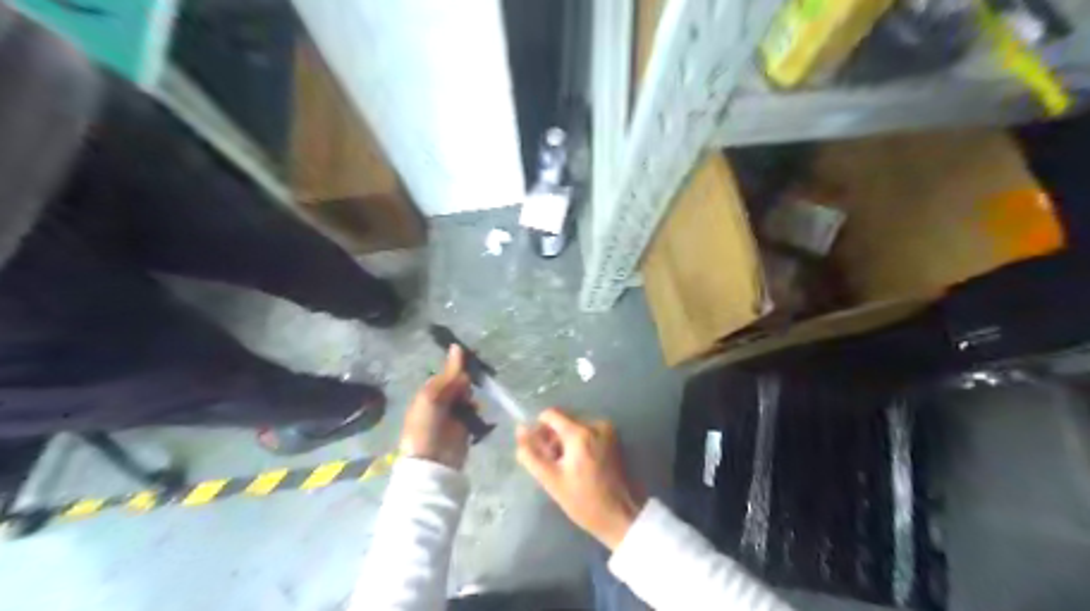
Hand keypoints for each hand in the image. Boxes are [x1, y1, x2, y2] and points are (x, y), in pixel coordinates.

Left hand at [396, 346, 473, 470]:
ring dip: (470, 397)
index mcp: (428, 392)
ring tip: (469, 404)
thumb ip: (449, 374)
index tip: (471, 362)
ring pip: (467, 396)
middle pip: (459, 383)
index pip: (447, 373)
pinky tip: (475, 412)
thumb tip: (457, 346)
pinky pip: (474, 411)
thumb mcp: (433, 396)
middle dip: (465, 383)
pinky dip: (476, 410)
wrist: (432, 462)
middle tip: (466, 387)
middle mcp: (440, 401)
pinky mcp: (465, 426)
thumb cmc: (426, 426)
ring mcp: (453, 414)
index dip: (457, 368)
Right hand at [517, 410, 639, 549]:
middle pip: (564, 420)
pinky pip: (589, 432)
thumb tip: (520, 431)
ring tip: (567, 468)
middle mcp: (596, 424)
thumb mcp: (551, 481)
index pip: (550, 414)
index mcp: (580, 433)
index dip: (539, 429)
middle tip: (552, 464)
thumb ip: (531, 454)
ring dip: (566, 441)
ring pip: (576, 426)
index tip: (539, 450)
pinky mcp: (615, 438)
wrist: (623, 516)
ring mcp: (608, 430)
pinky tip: (581, 466)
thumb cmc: (585, 501)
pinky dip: (580, 443)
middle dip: (553, 437)